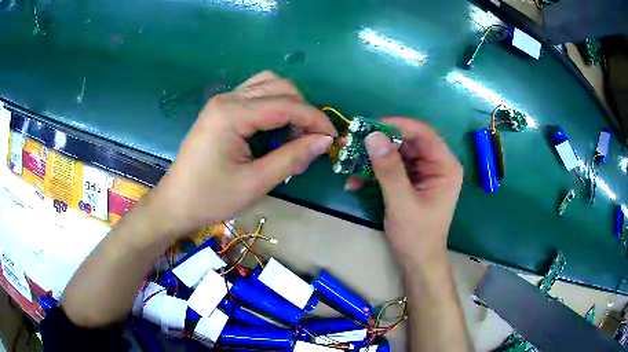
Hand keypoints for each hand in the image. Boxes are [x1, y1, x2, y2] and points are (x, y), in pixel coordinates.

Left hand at [149, 71, 336, 235]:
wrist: (176, 202)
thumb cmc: (211, 197)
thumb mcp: (256, 183)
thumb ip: (292, 158)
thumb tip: (324, 141)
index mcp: (232, 114)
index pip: (286, 105)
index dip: (315, 119)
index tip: (332, 138)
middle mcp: (227, 99)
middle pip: (279, 87)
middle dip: (303, 110)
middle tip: (309, 142)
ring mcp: (222, 101)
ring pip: (268, 85)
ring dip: (289, 104)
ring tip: (292, 135)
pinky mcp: (220, 109)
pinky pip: (255, 95)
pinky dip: (273, 107)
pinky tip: (273, 130)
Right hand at [349, 118, 462, 263]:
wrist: (417, 261)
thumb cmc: (416, 236)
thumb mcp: (402, 203)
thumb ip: (389, 170)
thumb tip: (372, 136)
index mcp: (445, 166)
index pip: (423, 133)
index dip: (397, 125)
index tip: (369, 126)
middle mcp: (436, 164)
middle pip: (408, 140)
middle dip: (380, 142)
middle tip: (353, 142)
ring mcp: (423, 172)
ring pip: (397, 152)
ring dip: (373, 158)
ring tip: (349, 162)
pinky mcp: (411, 180)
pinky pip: (392, 167)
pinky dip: (374, 171)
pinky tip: (355, 181)